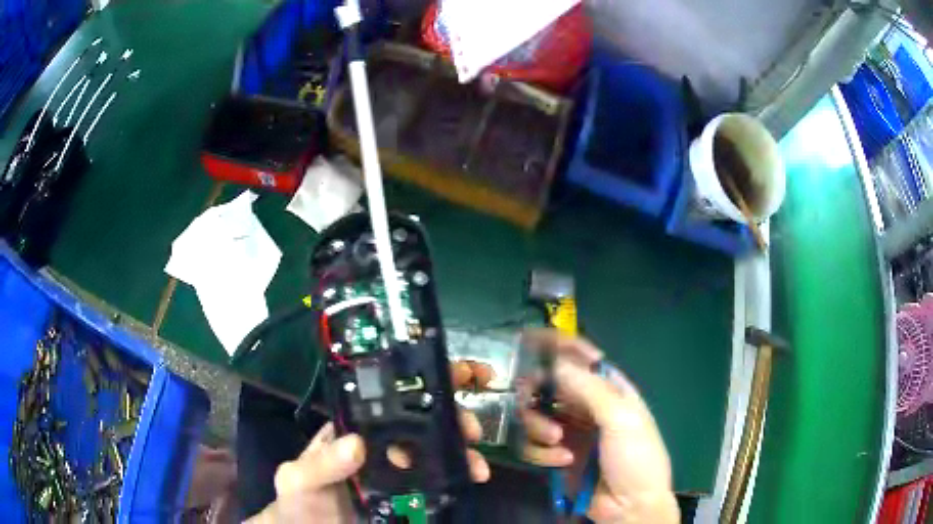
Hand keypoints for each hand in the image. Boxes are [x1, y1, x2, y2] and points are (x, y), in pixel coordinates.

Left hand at [246, 362, 493, 522]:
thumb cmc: (300, 501)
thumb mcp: (299, 479)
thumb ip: (320, 463)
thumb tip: (356, 444)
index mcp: (353, 429)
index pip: (388, 397)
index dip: (420, 380)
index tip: (455, 374)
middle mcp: (379, 444)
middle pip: (421, 420)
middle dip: (452, 415)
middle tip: (471, 428)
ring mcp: (398, 471)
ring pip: (435, 449)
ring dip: (461, 449)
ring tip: (477, 464)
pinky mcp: (409, 494)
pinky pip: (439, 479)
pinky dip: (459, 474)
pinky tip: (472, 477)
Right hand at [518, 329, 678, 523]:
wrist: (629, 507)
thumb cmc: (636, 458)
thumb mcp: (621, 420)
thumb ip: (590, 390)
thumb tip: (558, 364)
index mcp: (610, 390)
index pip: (583, 359)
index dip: (560, 348)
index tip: (532, 342)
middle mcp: (586, 406)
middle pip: (549, 385)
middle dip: (537, 393)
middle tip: (530, 401)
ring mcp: (569, 432)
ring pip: (535, 414)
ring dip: (539, 428)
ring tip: (557, 443)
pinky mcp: (554, 455)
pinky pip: (533, 444)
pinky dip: (542, 453)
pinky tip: (561, 462)